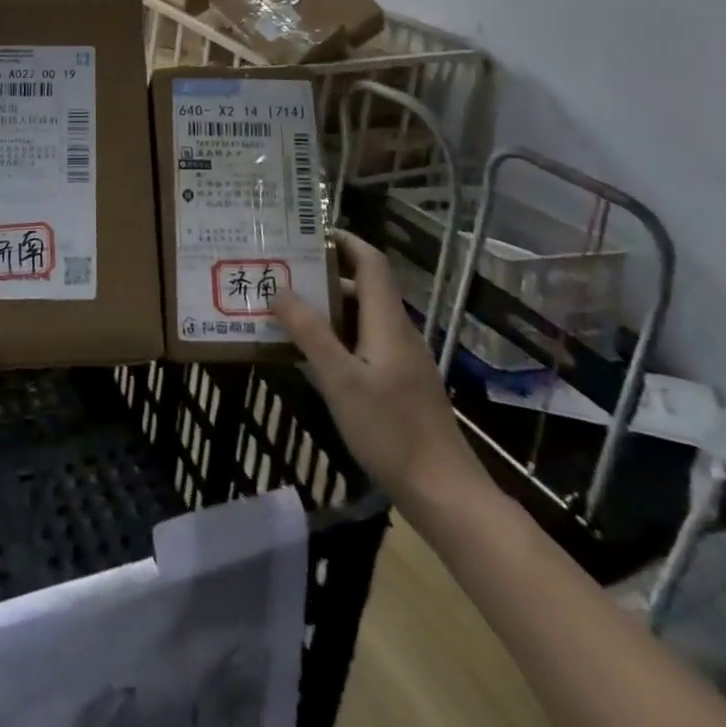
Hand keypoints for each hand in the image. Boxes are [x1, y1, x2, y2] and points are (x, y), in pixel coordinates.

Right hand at [271, 230, 491, 513]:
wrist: (445, 494)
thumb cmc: (391, 431)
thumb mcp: (341, 381)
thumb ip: (310, 333)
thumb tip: (279, 290)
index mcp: (387, 322)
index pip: (371, 262)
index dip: (344, 241)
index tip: (309, 232)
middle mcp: (397, 332)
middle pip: (363, 288)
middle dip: (324, 276)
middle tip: (282, 274)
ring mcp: (401, 361)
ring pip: (362, 319)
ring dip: (327, 309)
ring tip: (286, 311)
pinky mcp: (400, 385)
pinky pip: (364, 345)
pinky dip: (337, 338)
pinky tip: (311, 357)